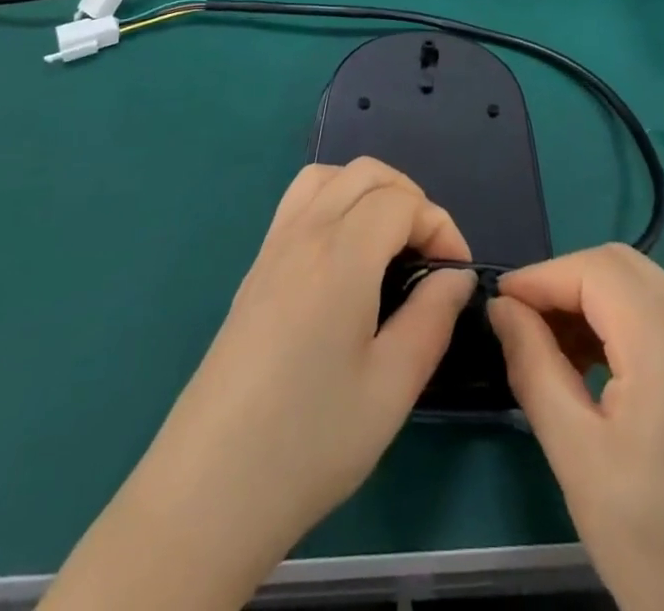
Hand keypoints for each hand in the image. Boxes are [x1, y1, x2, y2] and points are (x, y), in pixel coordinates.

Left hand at [42, 159, 474, 610]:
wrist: (208, 490)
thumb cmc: (309, 441)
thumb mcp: (391, 388)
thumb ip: (432, 318)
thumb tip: (455, 277)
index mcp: (340, 257)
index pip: (402, 202)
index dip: (440, 227)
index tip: (454, 276)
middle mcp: (304, 234)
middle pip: (367, 173)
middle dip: (411, 199)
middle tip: (428, 255)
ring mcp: (273, 247)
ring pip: (328, 176)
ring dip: (369, 190)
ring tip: (390, 242)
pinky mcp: (255, 269)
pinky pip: (299, 200)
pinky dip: (334, 200)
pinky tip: (345, 254)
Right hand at [489, 245, 663, 610]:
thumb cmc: (654, 556)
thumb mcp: (577, 460)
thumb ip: (533, 367)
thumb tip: (502, 307)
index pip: (598, 271)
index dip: (543, 276)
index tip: (501, 302)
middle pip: (625, 265)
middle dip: (567, 280)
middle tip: (526, 322)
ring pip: (648, 284)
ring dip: (596, 297)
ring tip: (558, 346)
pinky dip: (628, 319)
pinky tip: (604, 363)